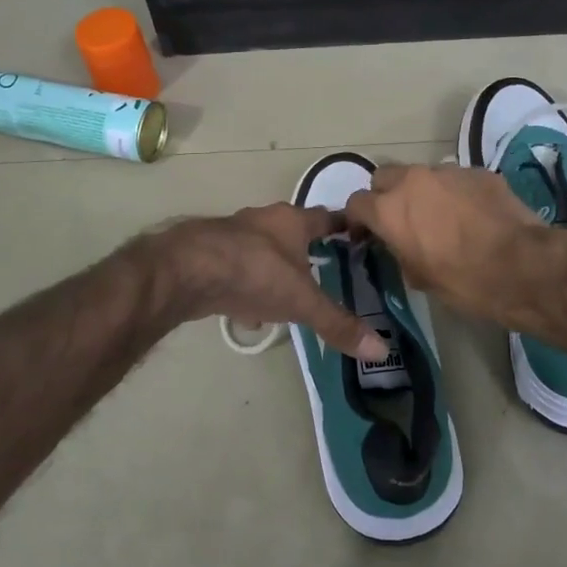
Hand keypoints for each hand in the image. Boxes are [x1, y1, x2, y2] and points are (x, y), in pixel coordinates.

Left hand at [151, 204, 386, 361]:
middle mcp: (264, 221)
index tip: (360, 239)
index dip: (345, 227)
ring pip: (264, 252)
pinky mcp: (210, 255)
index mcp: (292, 221)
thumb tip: (381, 349)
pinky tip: (250, 314)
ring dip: (277, 272)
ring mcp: (233, 236)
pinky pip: (239, 271)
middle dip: (308, 253)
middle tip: (326, 274)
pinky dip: (248, 288)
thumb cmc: (254, 273)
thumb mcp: (302, 302)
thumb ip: (338, 324)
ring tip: (291, 299)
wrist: (185, 271)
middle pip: (294, 233)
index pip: (328, 217)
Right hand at [344, 163, 549, 320]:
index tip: (366, 235)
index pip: (356, 203)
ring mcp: (448, 172)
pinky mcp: (478, 172)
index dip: (358, 220)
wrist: (523, 266)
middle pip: (384, 176)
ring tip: (440, 217)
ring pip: (422, 175)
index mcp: (390, 210)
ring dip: (422, 192)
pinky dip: (455, 193)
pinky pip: (455, 179)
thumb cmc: (465, 281)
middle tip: (399, 220)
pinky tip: (472, 215)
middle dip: (385, 195)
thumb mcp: (419, 278)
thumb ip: (399, 252)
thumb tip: (401, 244)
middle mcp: (413, 181)